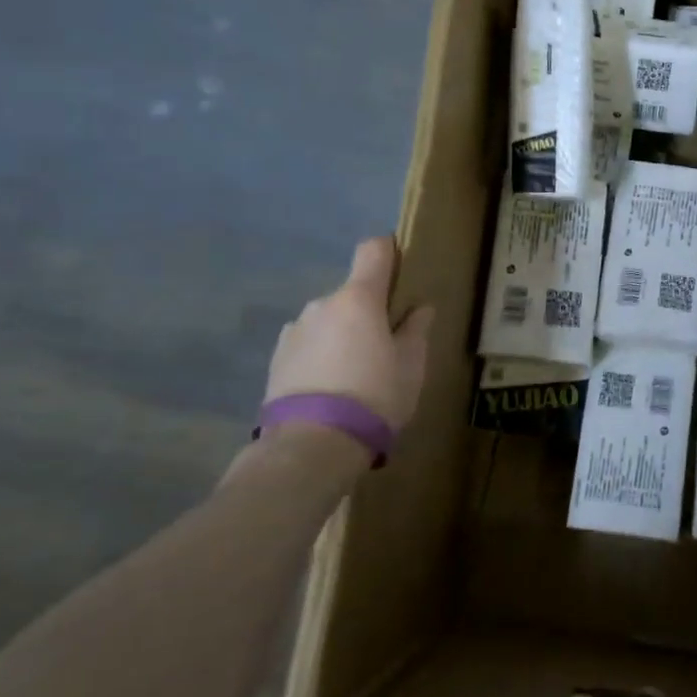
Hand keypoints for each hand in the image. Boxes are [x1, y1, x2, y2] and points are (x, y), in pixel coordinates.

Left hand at [265, 236, 434, 431]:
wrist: (312, 445)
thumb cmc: (374, 395)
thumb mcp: (411, 365)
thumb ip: (416, 330)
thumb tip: (420, 308)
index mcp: (358, 298)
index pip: (373, 250)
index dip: (389, 253)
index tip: (402, 271)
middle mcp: (321, 304)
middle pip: (352, 293)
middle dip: (369, 310)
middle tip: (386, 344)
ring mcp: (293, 331)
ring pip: (328, 320)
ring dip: (343, 334)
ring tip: (355, 373)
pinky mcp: (276, 360)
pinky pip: (308, 345)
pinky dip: (322, 355)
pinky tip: (331, 388)